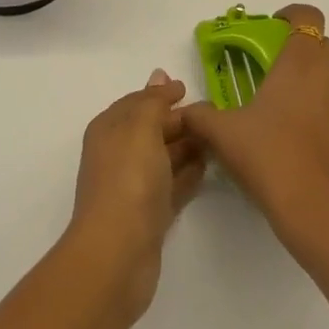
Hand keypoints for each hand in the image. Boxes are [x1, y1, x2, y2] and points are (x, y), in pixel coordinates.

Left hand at [68, 70, 205, 321]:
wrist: (118, 252)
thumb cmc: (128, 179)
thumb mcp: (141, 127)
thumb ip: (153, 101)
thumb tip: (161, 75)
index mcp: (110, 129)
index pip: (137, 102)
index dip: (160, 94)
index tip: (189, 89)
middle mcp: (119, 154)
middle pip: (152, 129)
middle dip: (179, 120)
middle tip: (215, 115)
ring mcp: (134, 186)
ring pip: (164, 157)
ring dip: (188, 146)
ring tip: (218, 138)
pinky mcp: (149, 215)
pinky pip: (172, 185)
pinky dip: (188, 174)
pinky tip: (208, 168)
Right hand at [180, 3, 328, 255]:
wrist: (317, 211)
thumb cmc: (269, 157)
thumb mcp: (222, 134)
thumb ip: (199, 115)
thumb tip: (185, 111)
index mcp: (301, 61)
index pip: (307, 16)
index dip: (291, 16)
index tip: (272, 29)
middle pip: (323, 44)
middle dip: (300, 50)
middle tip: (273, 71)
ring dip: (326, 74)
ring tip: (299, 97)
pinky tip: (312, 130)